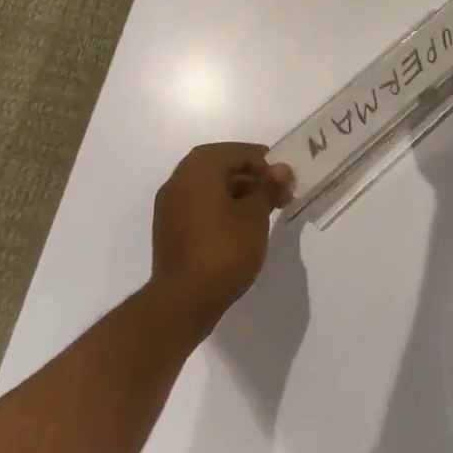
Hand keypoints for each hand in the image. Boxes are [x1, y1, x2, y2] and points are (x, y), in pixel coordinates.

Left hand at [149, 143, 291, 333]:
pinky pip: (199, 207)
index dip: (263, 161)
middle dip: (250, 177)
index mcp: (198, 169)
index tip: (283, 179)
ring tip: (263, 212)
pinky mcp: (169, 230)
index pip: (235, 151)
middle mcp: (179, 181)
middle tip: (276, 193)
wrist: (183, 301)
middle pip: (220, 167)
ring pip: (208, 188)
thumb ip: (268, 187)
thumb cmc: (223, 250)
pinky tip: (240, 228)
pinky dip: (220, 209)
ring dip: (236, 193)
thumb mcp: (255, 215)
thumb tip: (280, 169)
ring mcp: (169, 207)